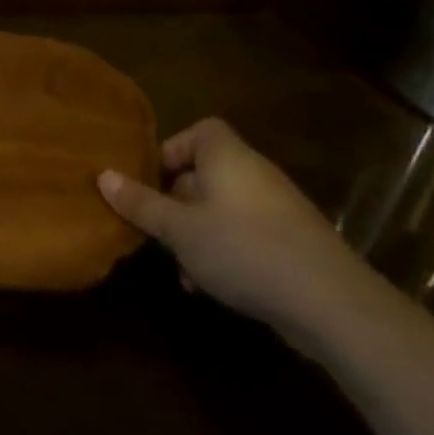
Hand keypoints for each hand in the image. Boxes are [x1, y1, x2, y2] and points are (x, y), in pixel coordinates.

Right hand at [98, 118, 374, 343]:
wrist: (331, 302)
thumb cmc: (243, 249)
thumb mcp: (179, 229)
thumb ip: (141, 203)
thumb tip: (102, 175)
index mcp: (227, 156)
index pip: (199, 131)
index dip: (171, 151)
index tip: (151, 182)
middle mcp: (254, 172)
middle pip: (205, 173)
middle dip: (176, 202)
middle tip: (157, 231)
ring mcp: (277, 208)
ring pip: (222, 210)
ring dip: (197, 234)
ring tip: (181, 270)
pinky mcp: (293, 242)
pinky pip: (246, 234)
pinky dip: (224, 251)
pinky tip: (210, 287)